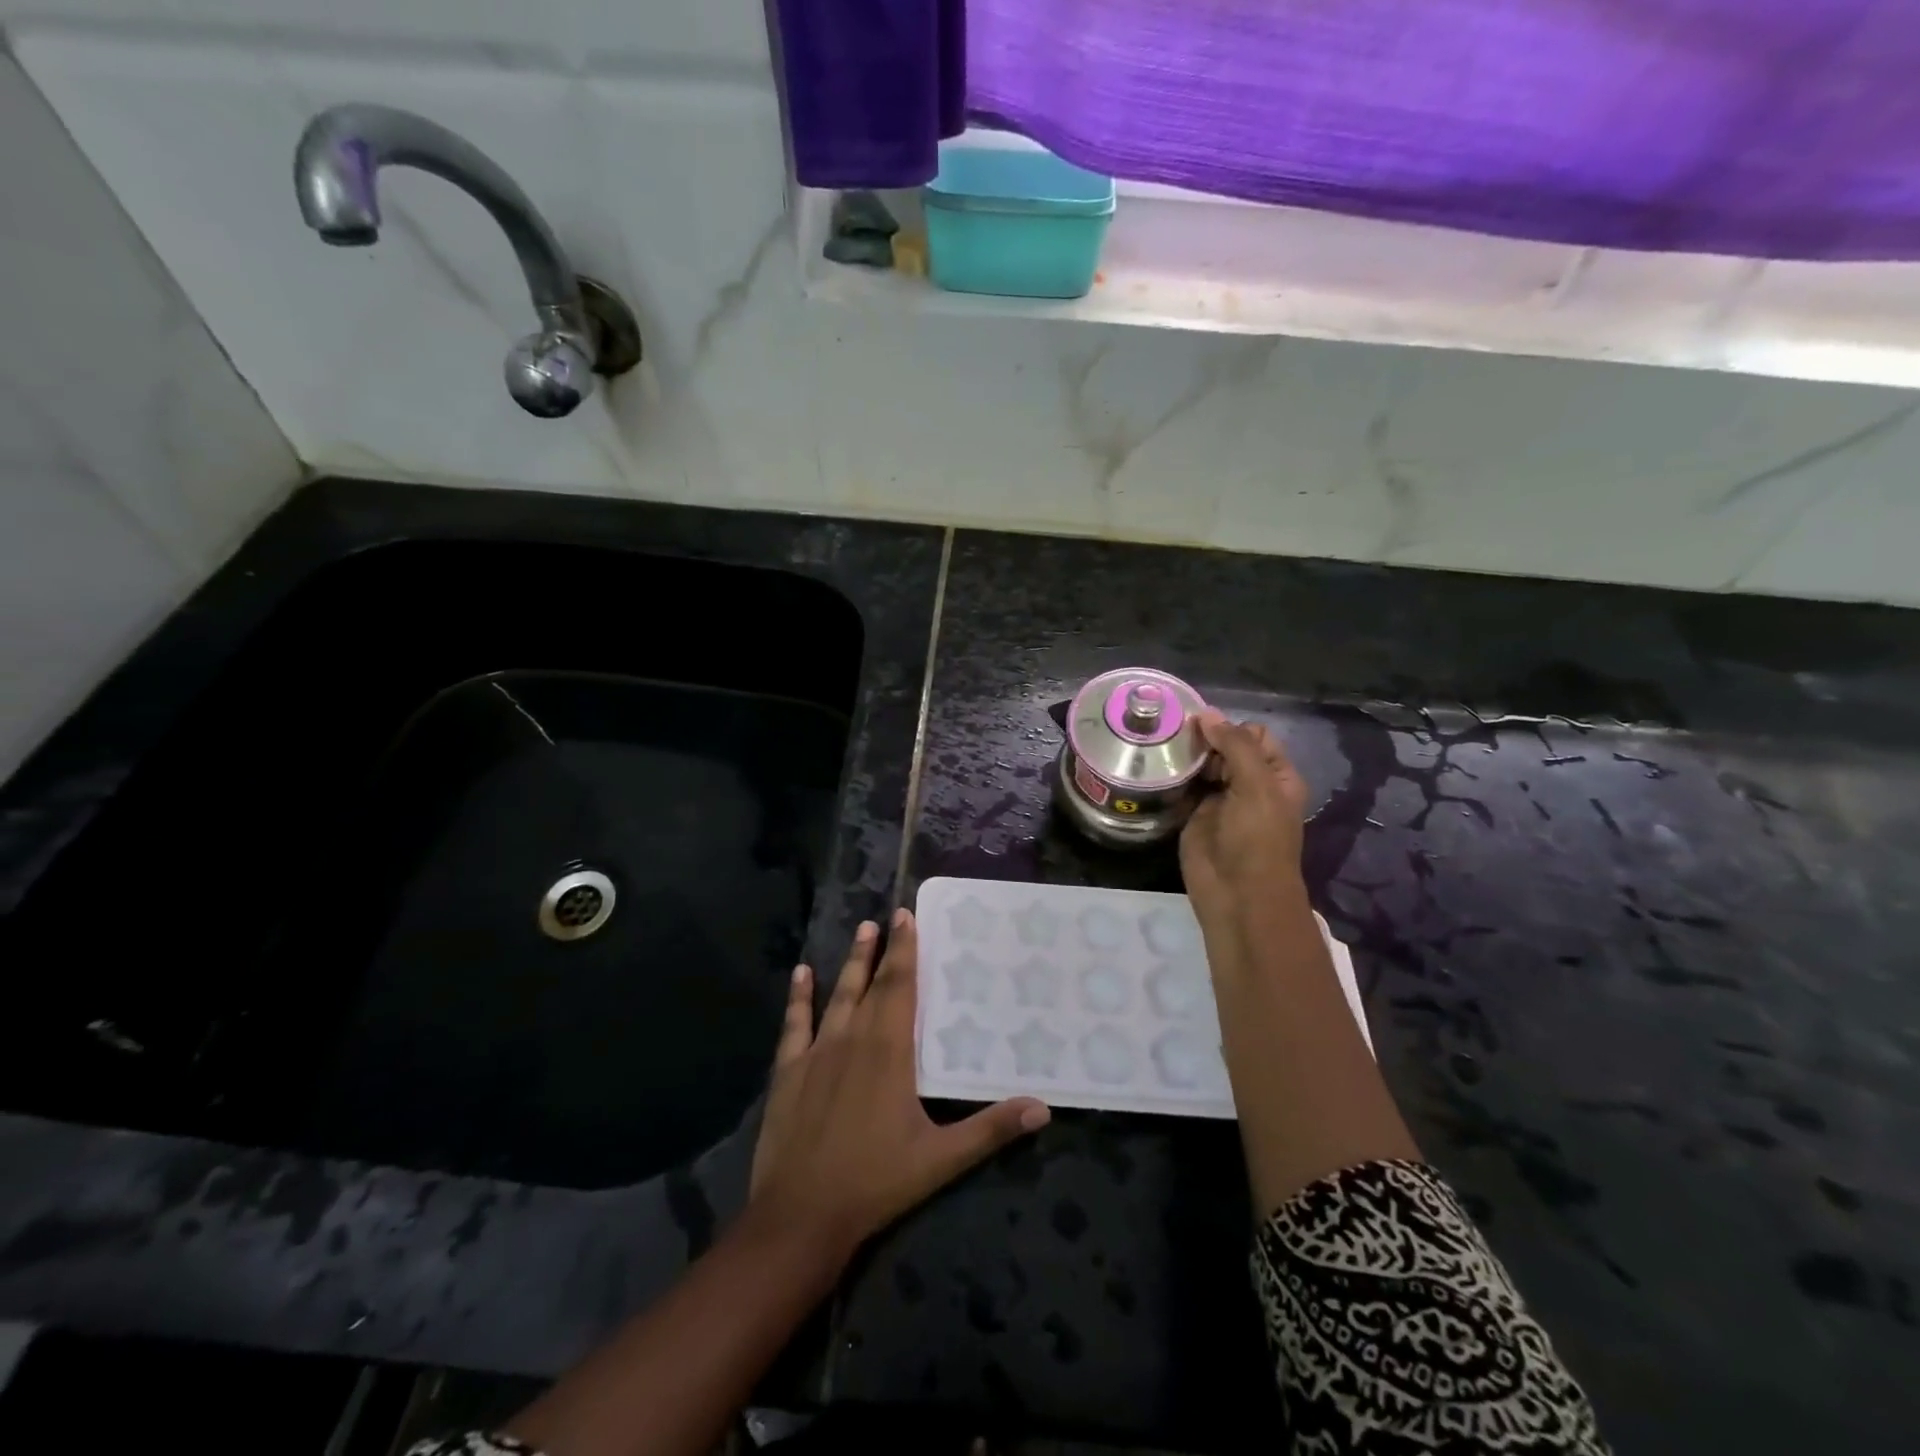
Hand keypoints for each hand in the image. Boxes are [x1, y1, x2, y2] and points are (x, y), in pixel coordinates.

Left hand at [748, 910, 1049, 1260]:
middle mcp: (853, 1039)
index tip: (907, 917)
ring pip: (838, 995)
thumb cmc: (875, 1182)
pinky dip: (799, 997)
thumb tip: (1043, 1108)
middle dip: (883, 949)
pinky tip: (801, 974)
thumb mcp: (941, 1159)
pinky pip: (794, 1024)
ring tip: (861, 931)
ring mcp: (817, 1053)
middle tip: (889, 917)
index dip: (905, 950)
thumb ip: (991, 1130)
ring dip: (851, 963)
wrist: (801, 1216)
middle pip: (871, 984)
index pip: (900, 987)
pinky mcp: (788, 1072)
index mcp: (889, 1051)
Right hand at [1180, 710, 1311, 930]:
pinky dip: (1171, 776)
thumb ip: (1234, 746)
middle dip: (1203, 738)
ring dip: (1185, 755)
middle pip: (1224, 747)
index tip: (1199, 725)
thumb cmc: (1257, 839)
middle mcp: (1248, 783)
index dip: (1229, 727)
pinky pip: (1183, 787)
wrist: (1237, 895)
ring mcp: (1219, 800)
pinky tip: (1153, 764)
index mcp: (1275, 775)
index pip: (1253, 735)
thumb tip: (1206, 714)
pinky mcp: (1193, 815)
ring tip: (1158, 743)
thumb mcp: (1256, 786)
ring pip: (1201, 765)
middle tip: (1173, 734)